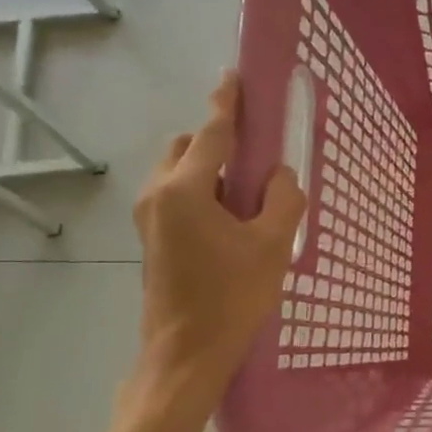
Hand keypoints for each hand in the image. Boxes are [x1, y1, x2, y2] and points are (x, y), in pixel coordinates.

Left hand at [133, 71, 305, 409]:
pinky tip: (233, 222)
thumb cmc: (232, 297)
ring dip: (211, 171)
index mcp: (185, 190)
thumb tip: (279, 176)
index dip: (227, 103)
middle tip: (258, 163)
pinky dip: (203, 193)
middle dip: (219, 142)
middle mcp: (157, 194)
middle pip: (188, 147)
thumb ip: (283, 199)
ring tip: (249, 199)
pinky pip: (177, 196)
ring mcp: (148, 218)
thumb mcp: (273, 246)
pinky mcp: (151, 238)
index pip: (211, 132)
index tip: (235, 76)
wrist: (186, 355)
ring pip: (181, 172)